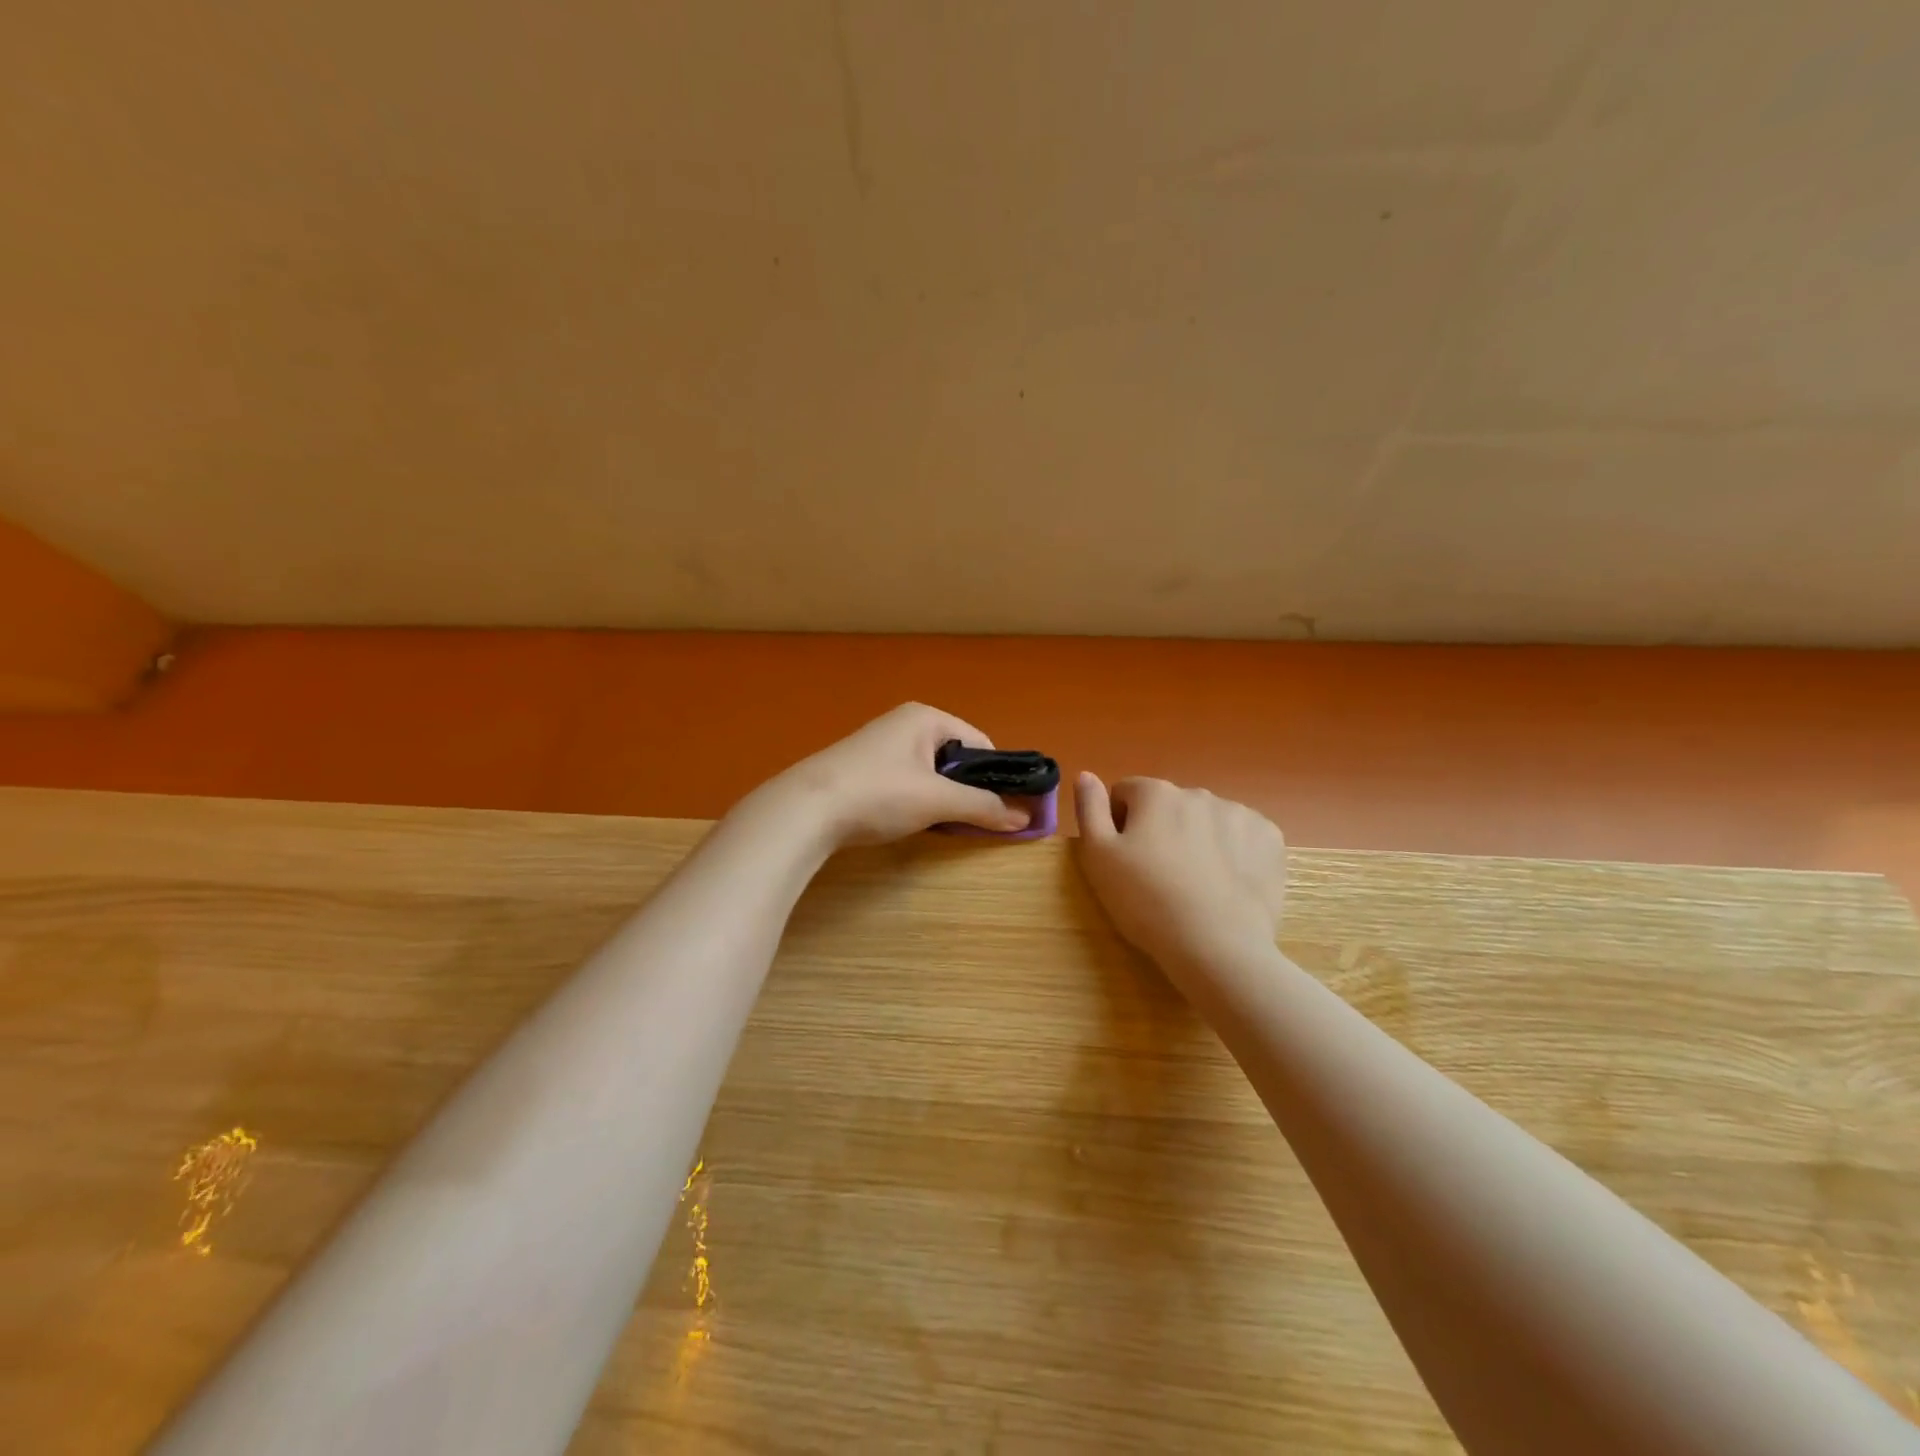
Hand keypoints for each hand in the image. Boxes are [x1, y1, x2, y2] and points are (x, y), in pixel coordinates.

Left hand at [754, 703, 1031, 849]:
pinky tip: (908, 822)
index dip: (996, 776)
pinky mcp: (862, 768)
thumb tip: (1026, 819)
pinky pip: (906, 781)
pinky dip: (916, 800)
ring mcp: (880, 744)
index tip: (1003, 809)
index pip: (980, 743)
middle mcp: (905, 723)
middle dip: (967, 790)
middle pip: (955, 758)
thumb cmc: (879, 793)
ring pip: (930, 772)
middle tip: (972, 821)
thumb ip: (983, 807)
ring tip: (941, 825)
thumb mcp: (938, 801)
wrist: (805, 809)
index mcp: (927, 717)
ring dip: (942, 798)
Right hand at [1074, 773, 1286, 977]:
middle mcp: (1199, 793)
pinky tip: (1226, 884)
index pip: (1127, 794)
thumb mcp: (1098, 857)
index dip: (1120, 825)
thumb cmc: (1146, 901)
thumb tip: (1086, 775)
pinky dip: (1234, 853)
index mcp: (1155, 794)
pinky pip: (1243, 837)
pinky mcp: (1270, 839)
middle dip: (1161, 830)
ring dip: (1198, 840)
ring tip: (1195, 885)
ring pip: (1207, 821)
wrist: (1216, 946)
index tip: (1126, 860)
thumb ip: (1089, 809)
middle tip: (1159, 877)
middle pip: (1169, 806)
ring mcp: (1240, 814)